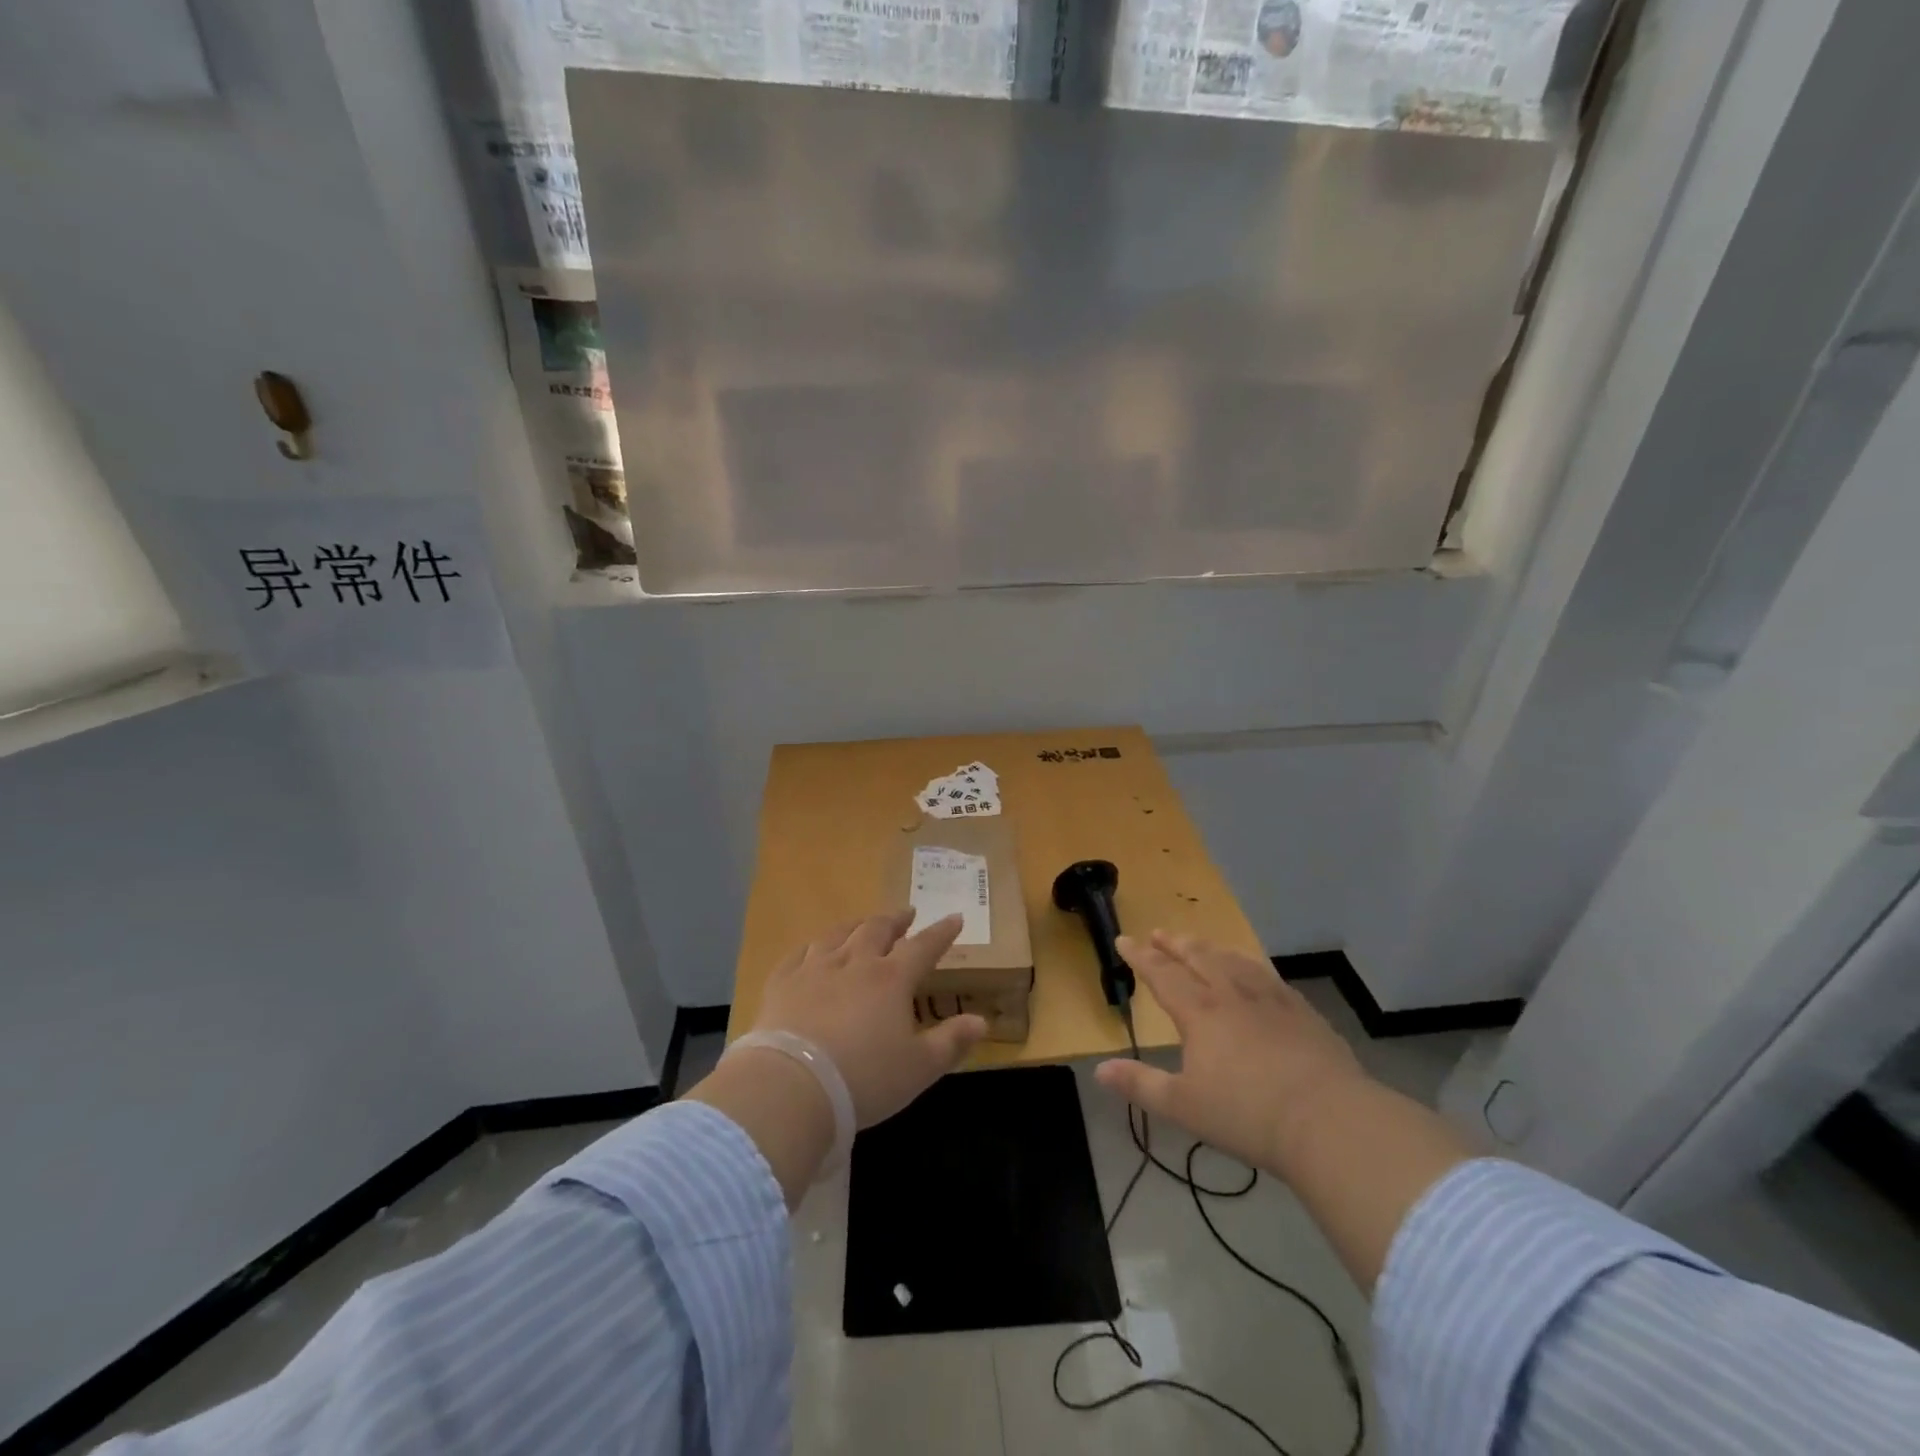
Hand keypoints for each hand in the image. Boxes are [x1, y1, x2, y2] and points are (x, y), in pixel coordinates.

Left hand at [751, 909, 988, 1128]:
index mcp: (891, 979)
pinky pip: (798, 954)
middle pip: (877, 930)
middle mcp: (855, 963)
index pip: (923, 946)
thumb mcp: (919, 1068)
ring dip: (855, 926)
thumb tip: (982, 1021)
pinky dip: (812, 947)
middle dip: (895, 920)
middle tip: (905, 915)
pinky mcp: (782, 983)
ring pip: (838, 935)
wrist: (792, 1086)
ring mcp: (814, 969)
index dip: (941, 932)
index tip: (954, 917)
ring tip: (862, 924)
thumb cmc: (864, 1078)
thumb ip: (951, 1041)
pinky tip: (812, 949)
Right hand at [1095, 930, 1371, 1175]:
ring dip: (1211, 949)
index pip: (1162, 974)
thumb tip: (1099, 1070)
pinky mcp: (1303, 1012)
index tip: (1123, 941)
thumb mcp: (1183, 1106)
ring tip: (1201, 944)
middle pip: (1198, 958)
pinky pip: (1269, 976)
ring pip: (1234, 961)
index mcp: (1200, 1012)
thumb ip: (1140, 1085)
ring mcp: (1271, 1000)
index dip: (1140, 957)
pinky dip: (1250, 966)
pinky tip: (1254, 971)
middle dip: (1175, 944)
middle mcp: (1232, 994)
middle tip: (1159, 932)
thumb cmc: (1247, 1114)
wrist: (1328, 1120)